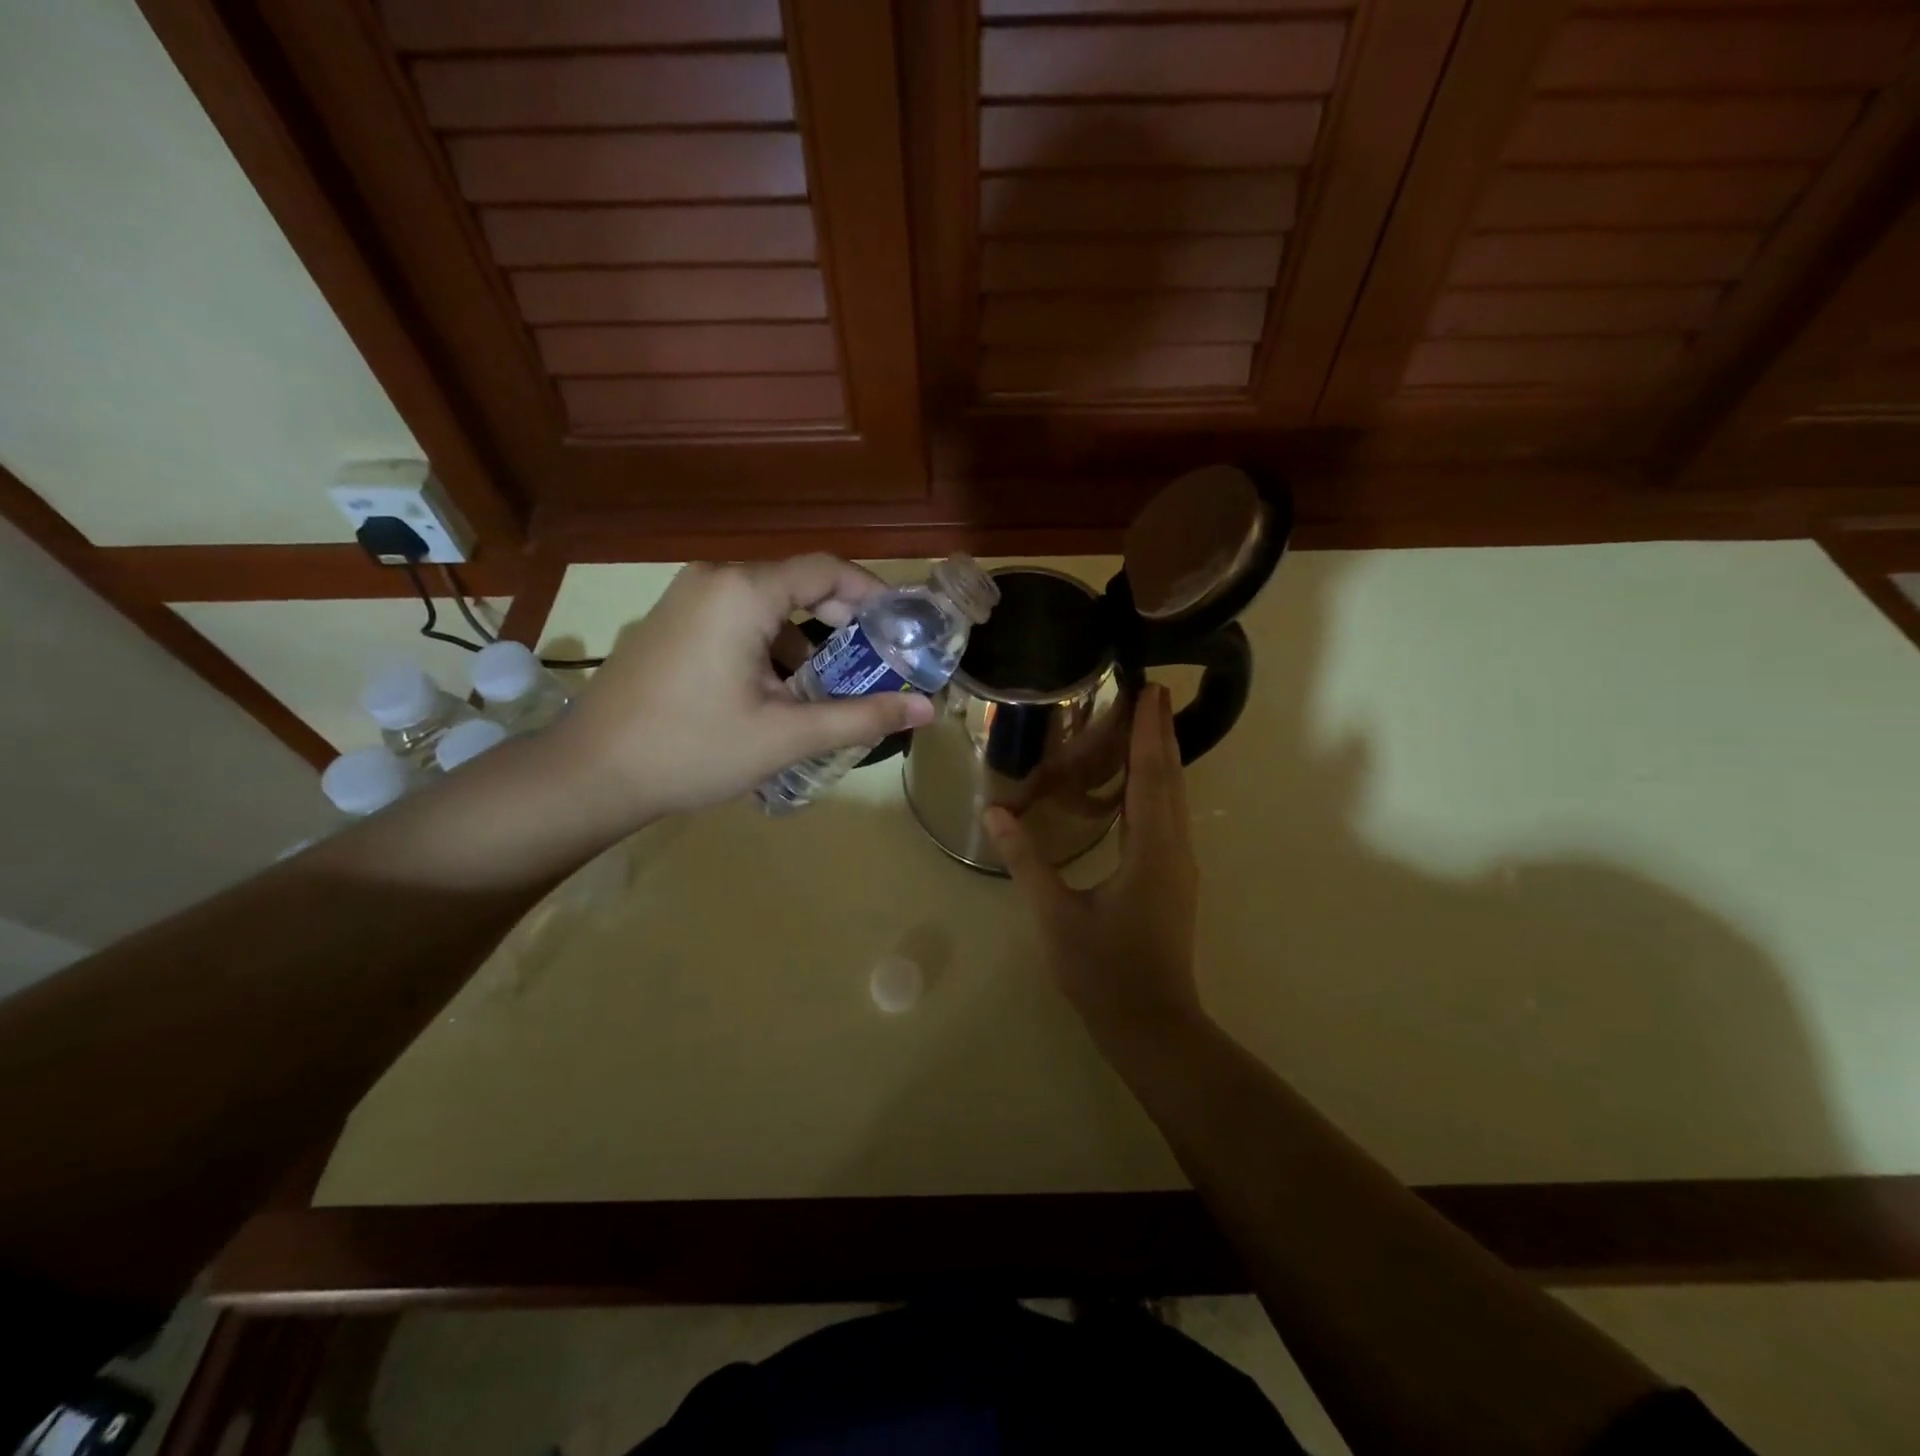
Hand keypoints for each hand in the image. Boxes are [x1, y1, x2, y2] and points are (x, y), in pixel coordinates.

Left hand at [548, 556, 933, 823]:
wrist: (589, 774)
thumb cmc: (692, 749)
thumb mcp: (786, 735)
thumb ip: (861, 716)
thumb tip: (926, 708)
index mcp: (743, 592)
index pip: (827, 570)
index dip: (873, 595)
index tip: (904, 630)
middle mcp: (714, 580)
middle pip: (798, 584)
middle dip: (842, 623)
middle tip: (876, 664)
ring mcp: (685, 599)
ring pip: (768, 607)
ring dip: (806, 641)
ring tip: (830, 690)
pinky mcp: (671, 623)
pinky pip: (738, 621)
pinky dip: (770, 647)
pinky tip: (778, 695)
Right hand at [984, 684, 1203, 1050]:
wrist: (1152, 1025)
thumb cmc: (1104, 971)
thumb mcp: (1056, 915)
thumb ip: (1027, 861)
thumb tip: (995, 813)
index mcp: (1151, 850)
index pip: (1151, 776)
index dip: (1149, 731)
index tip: (1151, 690)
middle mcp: (1174, 849)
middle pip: (1170, 779)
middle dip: (1161, 734)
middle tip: (1152, 692)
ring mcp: (1178, 866)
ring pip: (1174, 799)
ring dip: (1162, 758)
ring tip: (1147, 724)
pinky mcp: (1173, 880)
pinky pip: (1168, 818)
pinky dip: (1158, 787)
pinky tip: (1140, 785)